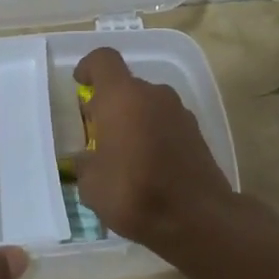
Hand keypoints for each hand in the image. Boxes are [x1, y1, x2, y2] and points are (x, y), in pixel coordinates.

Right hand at [73, 47, 233, 251]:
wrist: (198, 218)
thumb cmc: (134, 192)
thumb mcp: (92, 185)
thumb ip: (86, 163)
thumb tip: (89, 159)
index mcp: (122, 97)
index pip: (103, 60)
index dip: (89, 67)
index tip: (80, 84)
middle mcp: (153, 95)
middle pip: (126, 86)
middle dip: (110, 104)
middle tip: (97, 134)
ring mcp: (179, 112)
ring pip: (148, 105)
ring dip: (133, 121)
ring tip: (123, 155)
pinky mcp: (197, 133)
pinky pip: (166, 124)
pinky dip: (154, 135)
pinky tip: (148, 167)